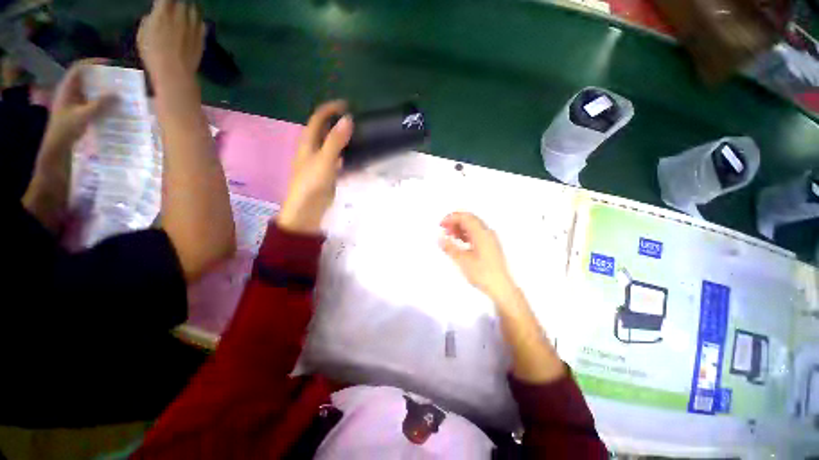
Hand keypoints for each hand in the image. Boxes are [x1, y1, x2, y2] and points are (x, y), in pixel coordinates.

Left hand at [42, 58, 114, 150]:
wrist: (57, 145)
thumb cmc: (67, 128)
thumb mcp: (84, 116)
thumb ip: (100, 105)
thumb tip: (118, 95)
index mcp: (67, 88)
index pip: (79, 68)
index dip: (93, 63)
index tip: (108, 64)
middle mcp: (70, 91)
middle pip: (86, 78)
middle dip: (101, 77)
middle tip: (116, 79)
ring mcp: (73, 101)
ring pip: (89, 89)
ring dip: (103, 89)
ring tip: (117, 92)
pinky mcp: (78, 110)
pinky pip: (91, 100)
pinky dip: (101, 100)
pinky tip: (111, 105)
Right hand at [137, 0, 204, 89]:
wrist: (175, 73)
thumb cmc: (153, 55)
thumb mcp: (142, 35)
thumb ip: (149, 21)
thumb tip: (154, 16)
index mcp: (162, 13)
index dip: (165, 1)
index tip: (163, 3)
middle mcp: (180, 17)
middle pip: (182, 2)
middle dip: (178, 3)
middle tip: (175, 7)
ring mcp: (193, 28)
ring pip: (194, 11)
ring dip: (189, 10)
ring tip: (186, 13)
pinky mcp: (202, 38)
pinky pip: (202, 24)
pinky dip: (198, 22)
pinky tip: (194, 24)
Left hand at [278, 101, 353, 233]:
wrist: (307, 209)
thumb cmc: (312, 183)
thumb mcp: (324, 160)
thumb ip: (336, 141)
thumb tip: (348, 119)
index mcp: (308, 142)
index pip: (318, 118)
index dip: (330, 109)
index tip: (348, 106)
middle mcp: (313, 149)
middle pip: (325, 131)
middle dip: (339, 123)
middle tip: (357, 122)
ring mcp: (321, 162)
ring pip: (333, 146)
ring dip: (344, 140)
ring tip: (361, 138)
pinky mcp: (328, 174)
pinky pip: (339, 161)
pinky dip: (347, 157)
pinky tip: (358, 159)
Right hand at [440, 212, 517, 303]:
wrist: (501, 287)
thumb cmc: (482, 273)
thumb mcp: (462, 260)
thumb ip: (449, 247)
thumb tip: (439, 238)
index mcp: (481, 233)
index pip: (465, 217)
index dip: (451, 218)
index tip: (441, 224)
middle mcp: (487, 232)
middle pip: (469, 219)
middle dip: (455, 222)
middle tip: (444, 229)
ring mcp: (490, 239)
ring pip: (473, 226)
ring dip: (460, 228)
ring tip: (450, 236)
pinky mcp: (490, 245)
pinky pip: (476, 233)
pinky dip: (466, 234)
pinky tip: (460, 242)